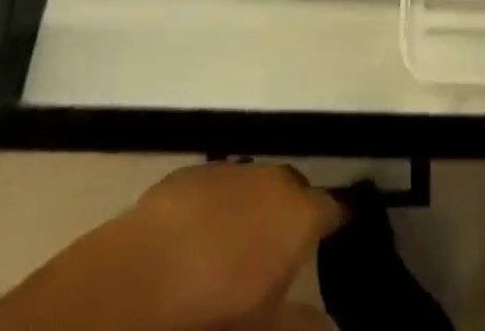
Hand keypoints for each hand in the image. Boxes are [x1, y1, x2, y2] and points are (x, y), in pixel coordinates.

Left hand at [123, 162, 345, 328]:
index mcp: (299, 215)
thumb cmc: (216, 309)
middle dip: (293, 213)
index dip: (339, 221)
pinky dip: (220, 206)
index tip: (342, 232)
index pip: (334, 208)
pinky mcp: (193, 172)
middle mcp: (273, 179)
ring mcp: (232, 170)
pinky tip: (203, 236)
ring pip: (257, 184)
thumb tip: (334, 327)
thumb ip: (303, 325)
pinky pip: (220, 186)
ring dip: (255, 207)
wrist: (142, 273)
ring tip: (241, 244)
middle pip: (295, 190)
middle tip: (284, 250)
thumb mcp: (265, 328)